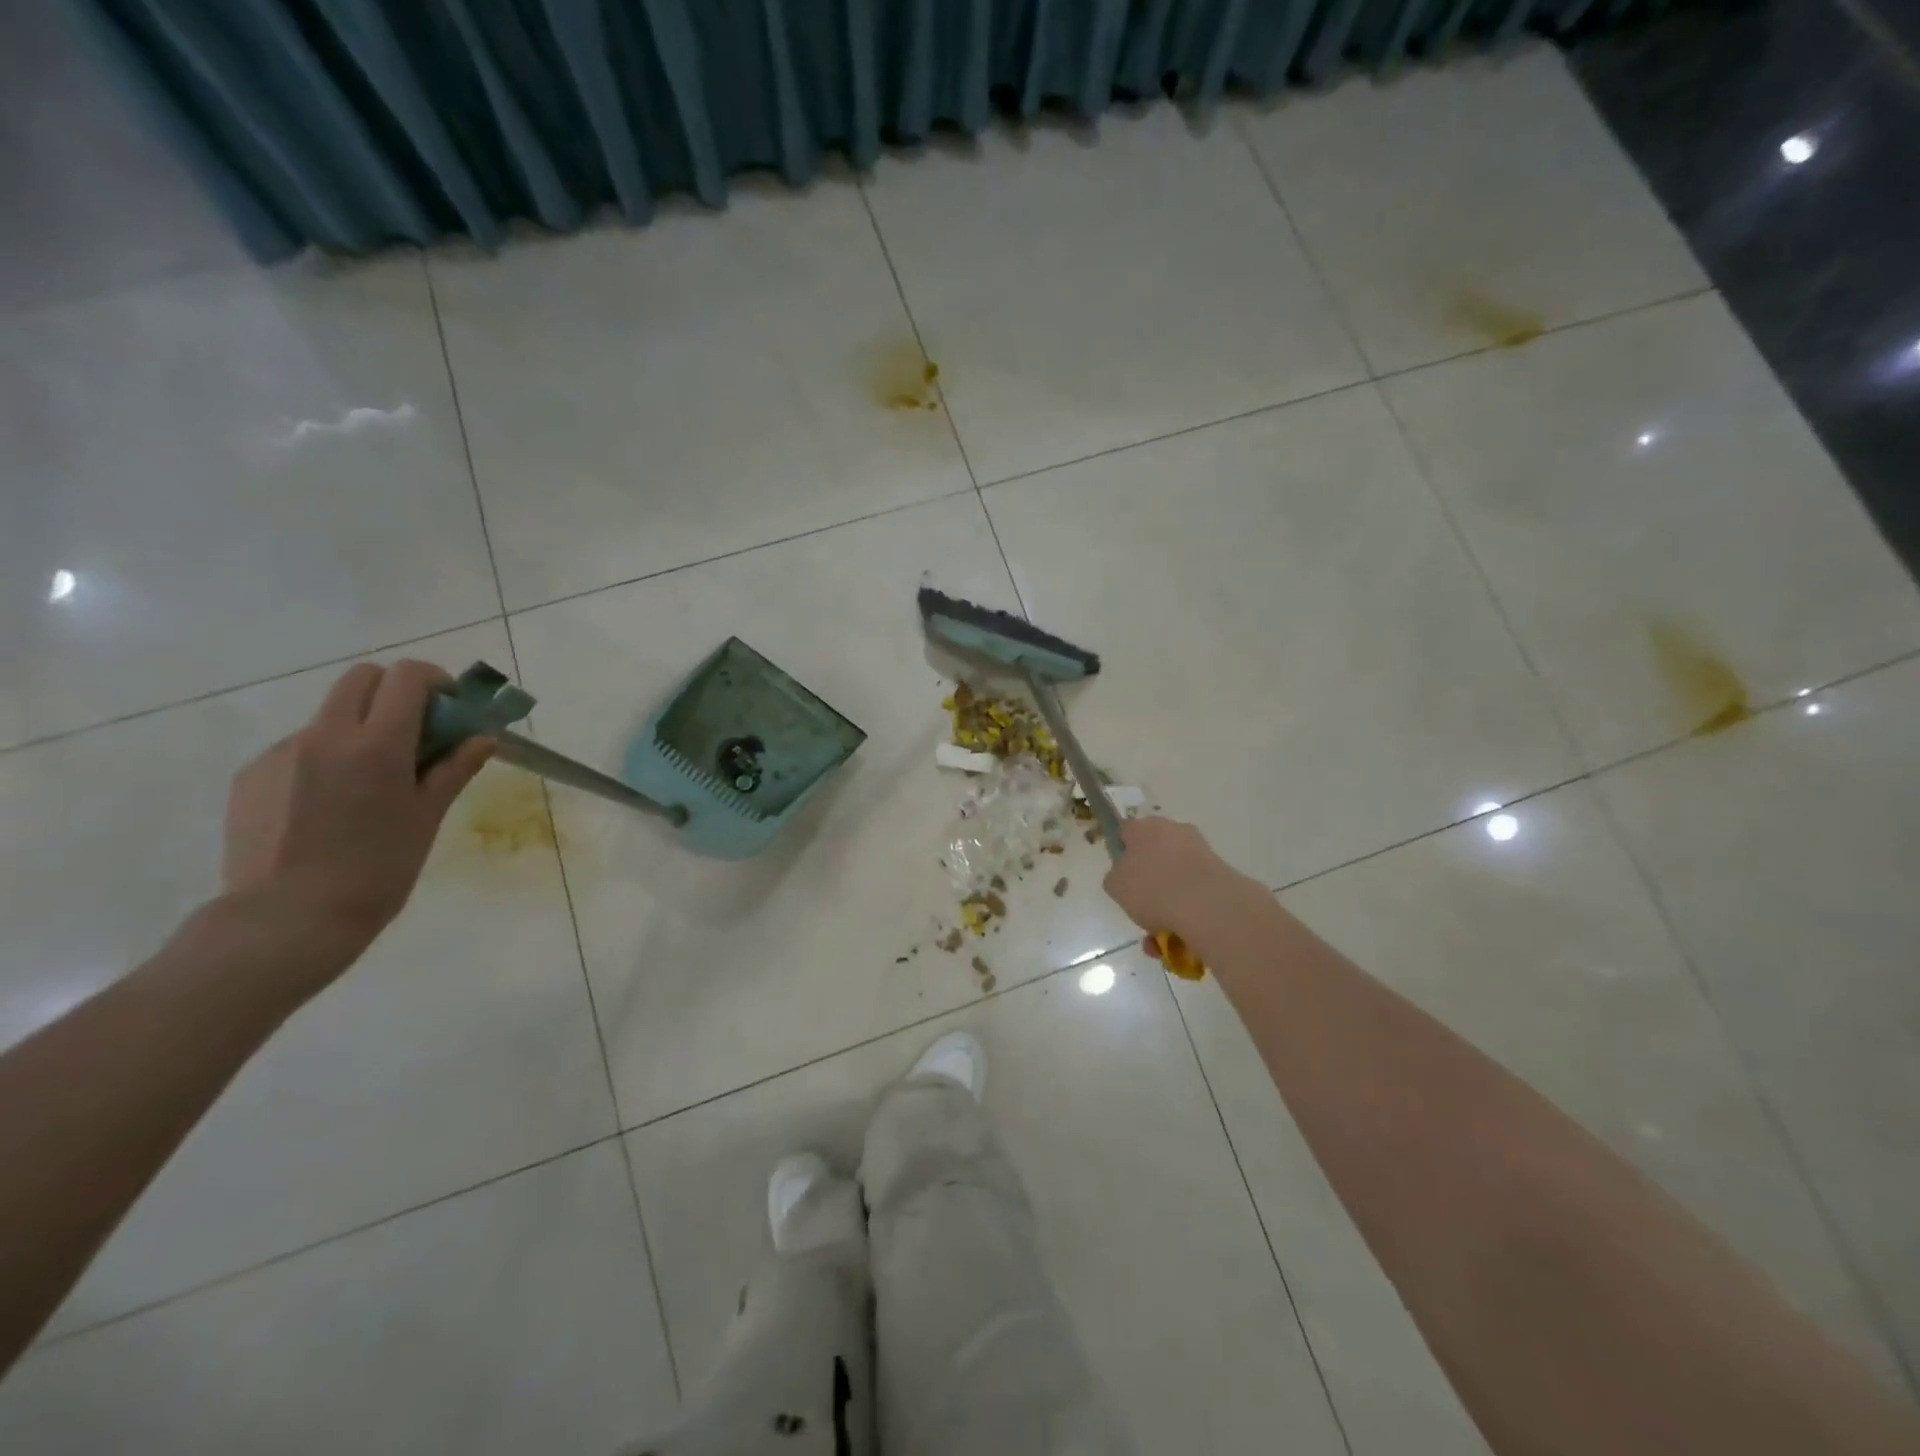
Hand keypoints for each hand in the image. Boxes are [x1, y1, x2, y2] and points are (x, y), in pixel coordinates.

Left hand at [221, 661, 492, 971]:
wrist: (288, 919)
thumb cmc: (378, 869)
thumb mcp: (428, 817)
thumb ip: (455, 768)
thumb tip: (483, 738)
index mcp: (376, 744)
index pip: (406, 677)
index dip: (434, 680)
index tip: (449, 706)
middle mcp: (325, 735)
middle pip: (361, 678)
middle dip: (395, 691)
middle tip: (417, 730)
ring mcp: (281, 753)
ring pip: (330, 716)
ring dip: (360, 728)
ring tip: (371, 782)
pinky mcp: (252, 776)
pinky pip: (299, 749)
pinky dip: (326, 759)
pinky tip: (331, 805)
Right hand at [1102, 817, 1262, 945]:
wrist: (1206, 905)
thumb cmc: (1151, 889)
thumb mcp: (1115, 885)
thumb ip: (1116, 877)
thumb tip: (1125, 877)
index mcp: (1144, 828)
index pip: (1125, 832)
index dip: (1121, 852)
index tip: (1120, 876)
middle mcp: (1173, 831)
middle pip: (1154, 856)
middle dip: (1147, 885)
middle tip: (1139, 911)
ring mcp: (1199, 851)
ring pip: (1175, 879)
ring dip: (1165, 907)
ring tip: (1157, 939)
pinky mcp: (1220, 874)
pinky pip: (1194, 894)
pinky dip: (1185, 914)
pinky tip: (1177, 941)